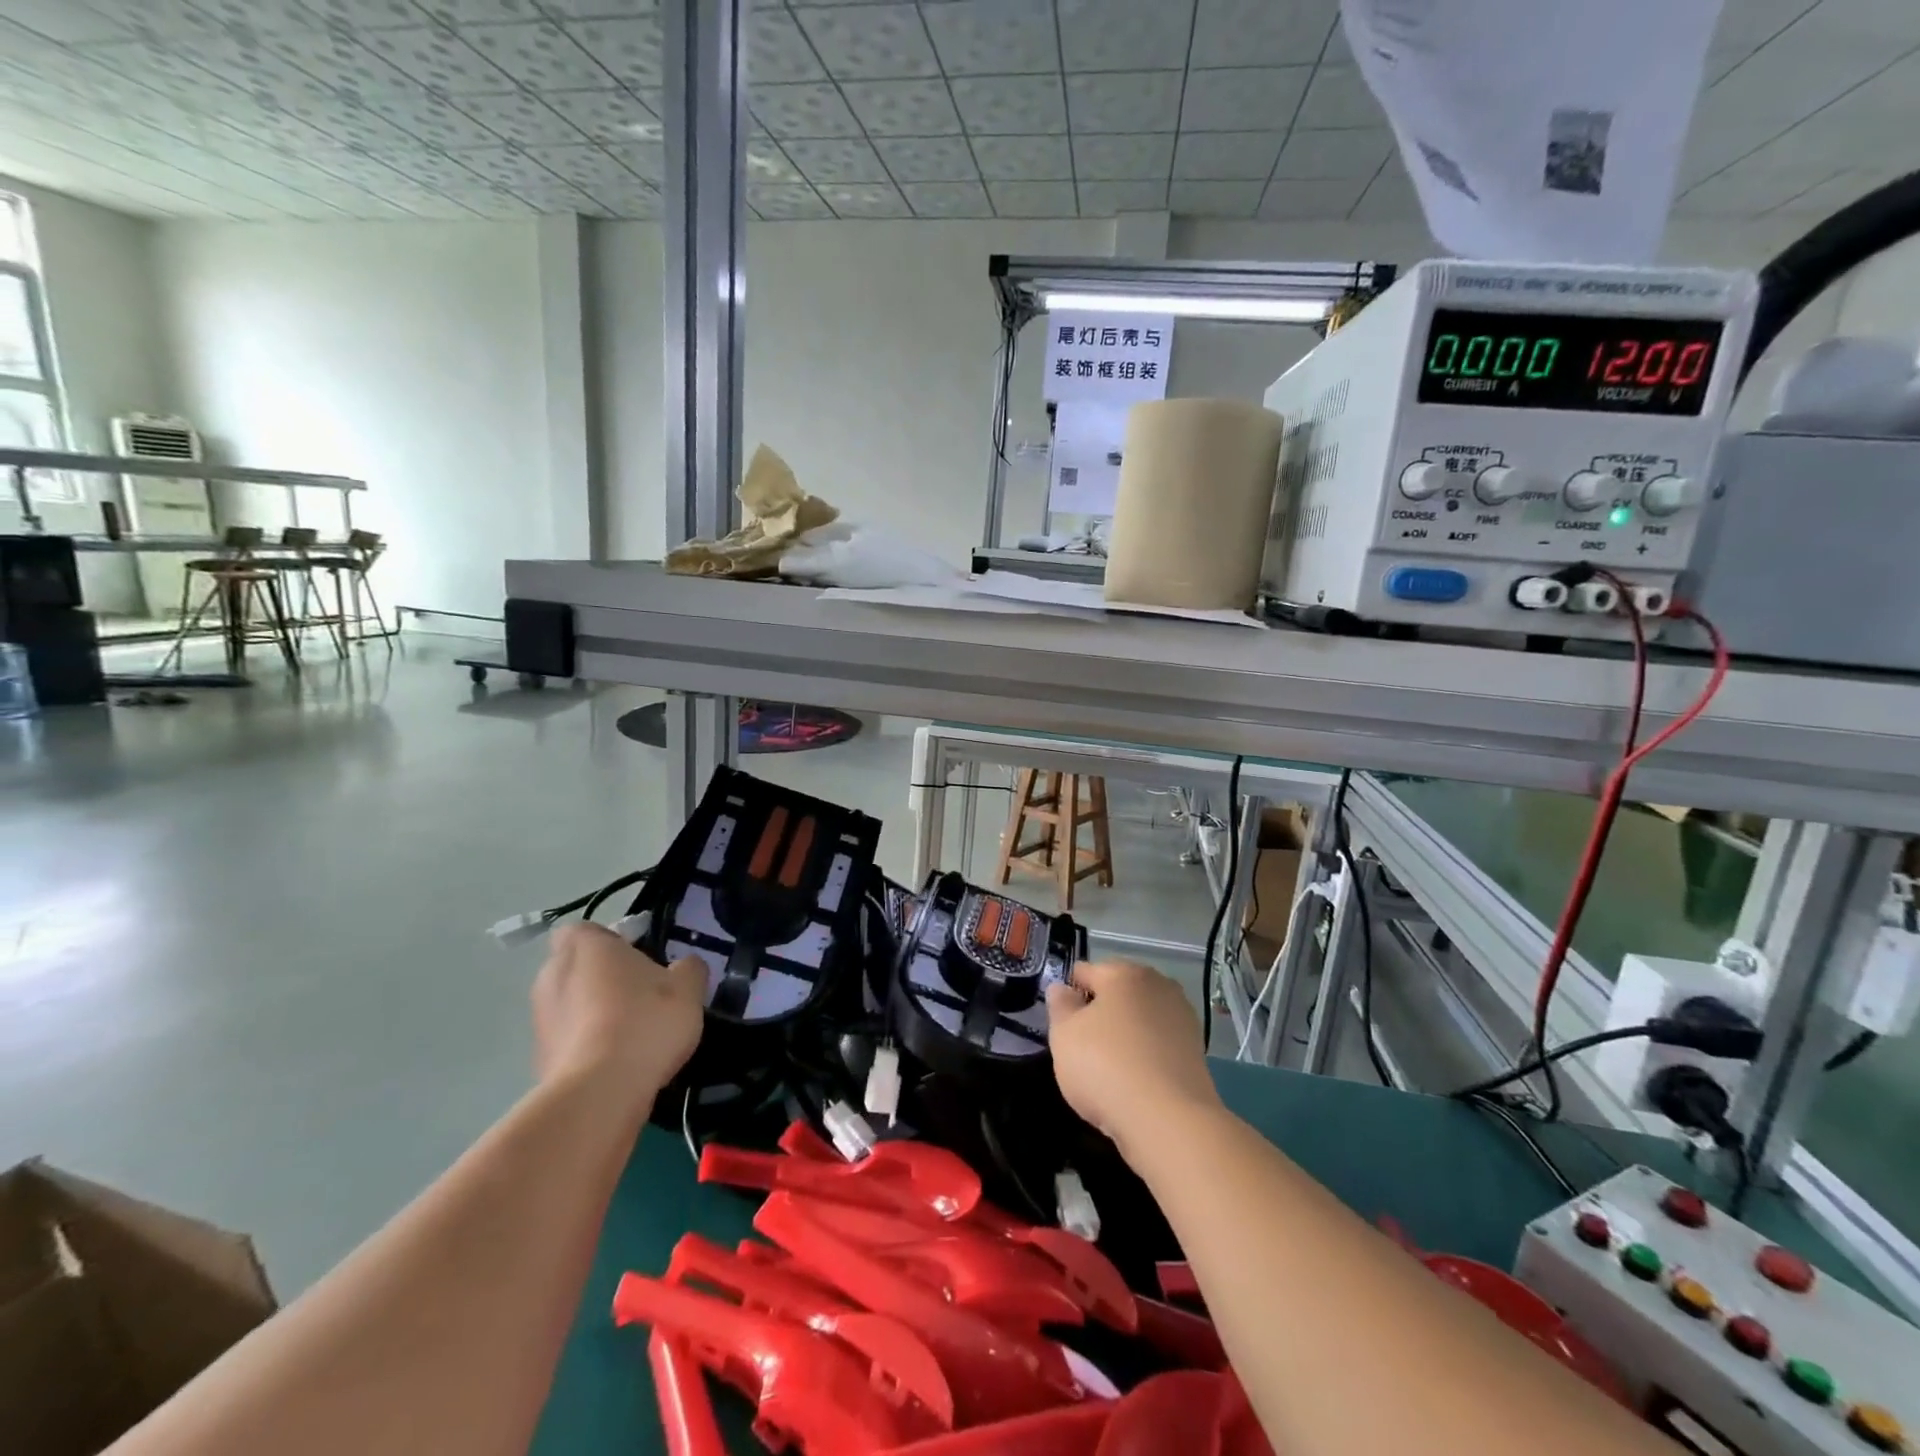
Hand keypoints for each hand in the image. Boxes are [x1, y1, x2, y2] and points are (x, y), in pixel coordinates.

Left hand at [531, 923, 706, 1107]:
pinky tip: (618, 1063)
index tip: (637, 957)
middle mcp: (552, 976)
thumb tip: (684, 966)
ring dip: (593, 1012)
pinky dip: (587, 1045)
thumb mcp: (688, 987)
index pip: (584, 930)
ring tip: (632, 1033)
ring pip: (570, 1004)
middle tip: (640, 993)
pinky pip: (567, 1040)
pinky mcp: (538, 1059)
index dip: (609, 940)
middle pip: (575, 967)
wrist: (600, 1093)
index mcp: (585, 947)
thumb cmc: (645, 1022)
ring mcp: (540, 1020)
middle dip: (601, 977)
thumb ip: (689, 968)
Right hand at [1046, 959, 1222, 1155]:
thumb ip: (1060, 1006)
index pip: (1086, 971)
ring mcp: (1182, 1017)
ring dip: (1125, 1034)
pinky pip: (1158, 1044)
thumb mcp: (1064, 1035)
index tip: (1061, 1021)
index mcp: (1124, 973)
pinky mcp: (1196, 1050)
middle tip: (1082, 1046)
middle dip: (1100, 1012)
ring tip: (1108, 1068)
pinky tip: (1134, 1080)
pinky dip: (1145, 1054)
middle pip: (1118, 993)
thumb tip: (1062, 989)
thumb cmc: (1106, 1066)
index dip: (1069, 993)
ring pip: (1140, 1019)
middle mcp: (1158, 985)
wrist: (1169, 1121)